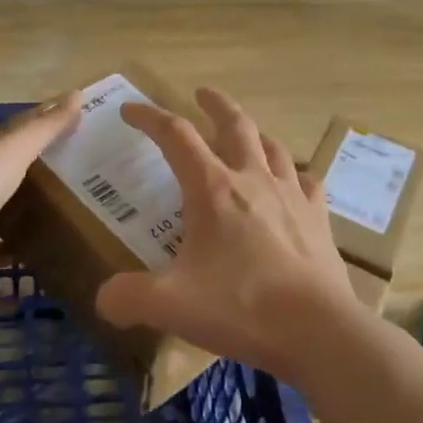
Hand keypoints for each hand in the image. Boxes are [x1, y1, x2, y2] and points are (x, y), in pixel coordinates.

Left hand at [0, 96, 79, 310]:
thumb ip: (43, 129)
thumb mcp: (11, 154)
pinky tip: (19, 302)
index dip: (34, 144)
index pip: (7, 148)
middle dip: (24, 200)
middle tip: (68, 206)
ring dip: (8, 247)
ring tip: (48, 252)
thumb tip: (77, 95)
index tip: (66, 146)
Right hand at [94, 88, 359, 385]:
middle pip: (234, 124)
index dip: (149, 118)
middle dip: (214, 104)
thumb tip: (104, 299)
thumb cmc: (240, 307)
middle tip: (201, 93)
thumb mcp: (169, 305)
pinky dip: (292, 174)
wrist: (317, 328)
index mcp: (212, 189)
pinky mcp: (318, 217)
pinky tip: (291, 182)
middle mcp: (252, 179)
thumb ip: (127, 298)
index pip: (175, 135)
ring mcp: (291, 194)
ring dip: (253, 133)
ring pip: (272, 146)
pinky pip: (306, 181)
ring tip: (245, 133)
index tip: (129, 110)